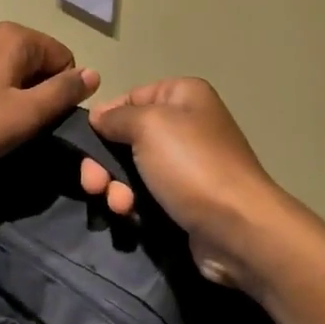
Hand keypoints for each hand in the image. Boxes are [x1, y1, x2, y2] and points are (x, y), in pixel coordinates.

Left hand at [0, 22, 99, 172]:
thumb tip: (94, 74)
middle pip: (37, 60)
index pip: (64, 59)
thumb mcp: (25, 115)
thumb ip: (63, 92)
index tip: (40, 121)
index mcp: (16, 36)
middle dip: (37, 91)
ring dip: (14, 93)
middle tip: (17, 125)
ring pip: (12, 67)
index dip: (61, 92)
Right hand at [80, 79, 286, 285]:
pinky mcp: (184, 199)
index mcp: (183, 96)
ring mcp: (186, 165)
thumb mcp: (148, 126)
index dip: (106, 118)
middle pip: (127, 137)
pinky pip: (146, 195)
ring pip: (132, 170)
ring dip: (115, 187)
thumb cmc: (191, 165)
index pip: (131, 97)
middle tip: (93, 183)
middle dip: (104, 162)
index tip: (87, 141)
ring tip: (119, 205)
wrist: (237, 227)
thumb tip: (99, 117)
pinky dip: (133, 204)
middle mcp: (187, 125)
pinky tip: (129, 216)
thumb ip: (117, 116)